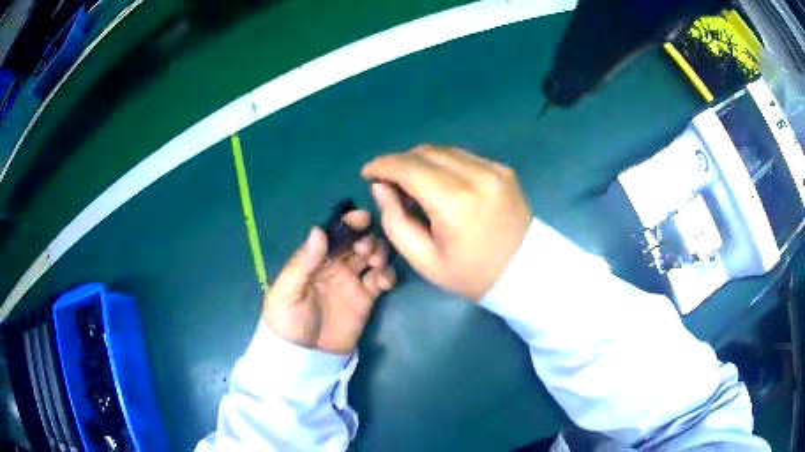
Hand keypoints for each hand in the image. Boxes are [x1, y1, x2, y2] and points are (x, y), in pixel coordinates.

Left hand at [263, 210, 396, 354]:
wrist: (303, 356)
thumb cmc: (288, 320)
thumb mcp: (288, 291)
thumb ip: (304, 261)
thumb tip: (318, 229)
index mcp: (315, 259)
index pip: (334, 233)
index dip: (348, 222)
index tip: (362, 218)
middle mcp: (336, 266)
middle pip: (357, 242)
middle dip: (367, 238)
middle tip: (366, 250)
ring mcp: (353, 282)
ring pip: (373, 257)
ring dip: (379, 254)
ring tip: (376, 265)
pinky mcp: (367, 300)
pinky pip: (381, 281)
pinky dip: (387, 276)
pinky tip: (383, 281)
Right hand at [362, 145, 531, 300]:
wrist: (525, 273)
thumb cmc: (471, 274)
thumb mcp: (424, 259)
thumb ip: (395, 220)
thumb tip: (381, 187)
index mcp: (454, 202)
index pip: (408, 167)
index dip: (382, 165)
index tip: (368, 173)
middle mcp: (476, 175)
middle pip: (425, 152)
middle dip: (400, 163)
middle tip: (390, 184)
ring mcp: (493, 169)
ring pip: (444, 151)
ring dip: (421, 162)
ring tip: (415, 186)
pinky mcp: (503, 170)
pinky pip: (463, 157)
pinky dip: (444, 165)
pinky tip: (442, 184)